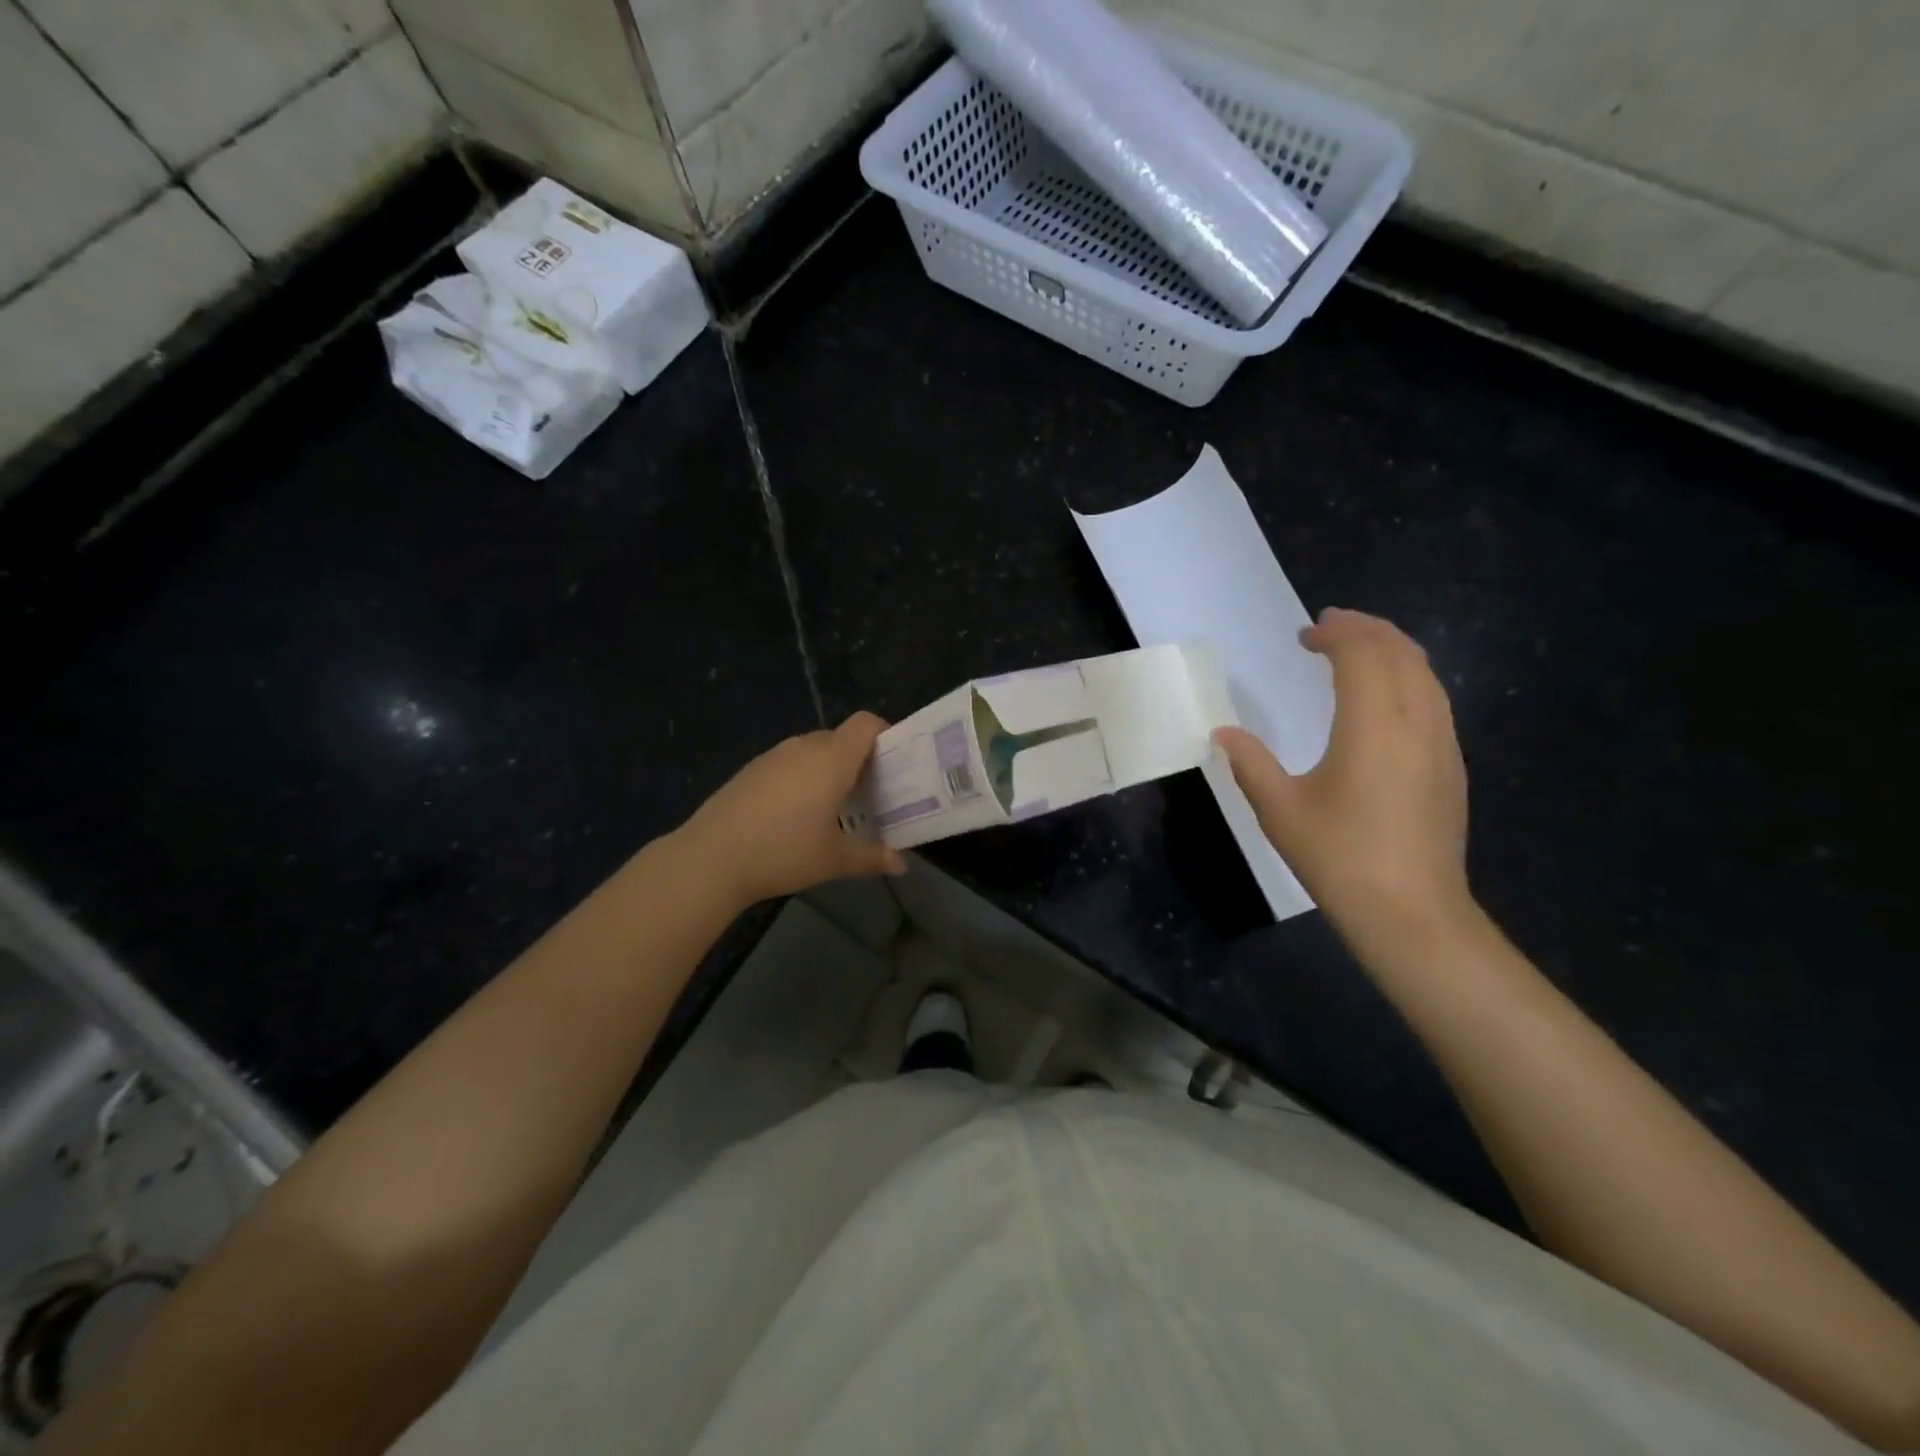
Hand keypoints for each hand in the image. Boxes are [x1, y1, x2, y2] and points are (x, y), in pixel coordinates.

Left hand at [679, 713, 907, 907]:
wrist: (711, 858)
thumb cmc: (783, 852)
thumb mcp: (834, 859)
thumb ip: (872, 857)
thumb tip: (901, 865)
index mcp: (831, 759)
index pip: (866, 723)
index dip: (885, 734)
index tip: (894, 764)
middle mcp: (804, 747)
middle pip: (842, 738)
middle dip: (860, 760)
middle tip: (871, 794)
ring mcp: (774, 756)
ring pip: (814, 751)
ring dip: (830, 770)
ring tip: (836, 807)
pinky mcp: (751, 769)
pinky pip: (789, 763)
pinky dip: (803, 778)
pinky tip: (796, 814)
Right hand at [1214, 608, 1473, 947]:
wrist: (1411, 912)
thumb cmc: (1339, 858)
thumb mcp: (1280, 810)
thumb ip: (1250, 764)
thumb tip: (1222, 733)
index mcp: (1374, 728)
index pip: (1363, 655)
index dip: (1336, 634)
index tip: (1305, 635)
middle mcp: (1417, 723)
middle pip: (1401, 653)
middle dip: (1366, 629)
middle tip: (1329, 626)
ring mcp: (1442, 744)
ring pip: (1426, 673)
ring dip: (1391, 650)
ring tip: (1356, 649)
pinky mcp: (1451, 765)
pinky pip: (1434, 699)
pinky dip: (1407, 677)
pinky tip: (1383, 696)